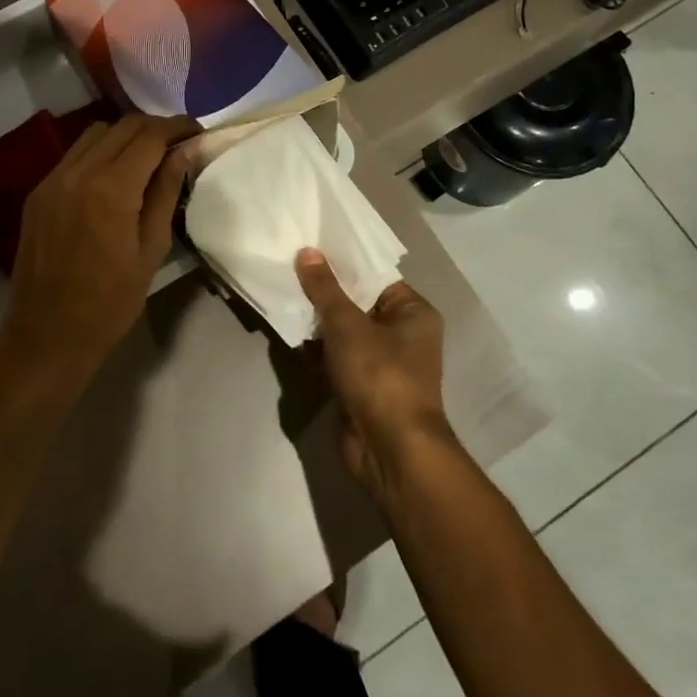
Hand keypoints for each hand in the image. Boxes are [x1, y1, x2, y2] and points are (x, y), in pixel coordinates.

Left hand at [0, 115, 193, 391]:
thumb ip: (166, 193)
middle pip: (123, 126)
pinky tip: (115, 176)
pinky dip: (100, 152)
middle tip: (179, 143)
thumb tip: (185, 152)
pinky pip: (74, 155)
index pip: (149, 135)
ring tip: (148, 157)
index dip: (178, 127)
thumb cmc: (110, 302)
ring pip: (95, 134)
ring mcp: (52, 180)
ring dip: (126, 136)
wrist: (47, 334)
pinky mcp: (39, 192)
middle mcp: (78, 173)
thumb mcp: (152, 249)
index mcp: (111, 189)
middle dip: (155, 127)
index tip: (197, 131)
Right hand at [294, 249, 455, 502]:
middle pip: (357, 303)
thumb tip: (307, 252)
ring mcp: (382, 363)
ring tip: (283, 295)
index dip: (343, 262)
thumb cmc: (379, 375)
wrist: (389, 449)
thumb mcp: (348, 324)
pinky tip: (289, 334)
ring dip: (317, 322)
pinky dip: (316, 350)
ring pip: (344, 332)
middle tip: (289, 268)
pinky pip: (336, 358)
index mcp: (413, 312)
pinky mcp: (361, 386)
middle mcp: (402, 334)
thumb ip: (325, 288)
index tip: (310, 247)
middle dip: (324, 292)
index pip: (375, 276)